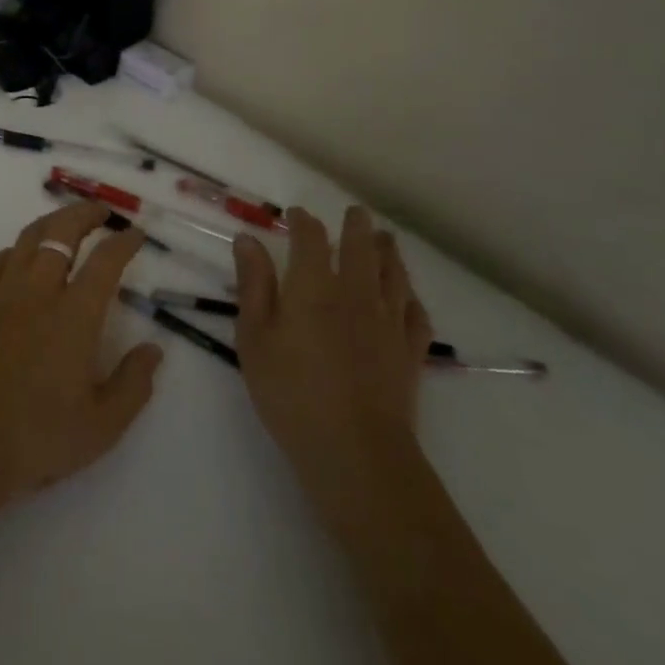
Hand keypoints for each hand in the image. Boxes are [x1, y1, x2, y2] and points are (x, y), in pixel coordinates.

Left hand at [0, 201, 164, 519]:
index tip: (137, 234)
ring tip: (67, 222)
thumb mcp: (102, 427)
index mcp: (73, 317)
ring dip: (51, 222)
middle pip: (60, 233)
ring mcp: (2, 296)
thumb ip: (134, 384)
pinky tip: (20, 257)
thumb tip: (154, 350)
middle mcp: (37, 293)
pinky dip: (14, 249)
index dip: (124, 242)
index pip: (104, 262)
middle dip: (85, 214)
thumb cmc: (37, 439)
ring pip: (27, 239)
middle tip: (103, 211)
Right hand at [233, 205, 432, 491]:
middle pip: (361, 247)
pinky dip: (411, 297)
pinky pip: (416, 313)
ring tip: (384, 238)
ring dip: (388, 251)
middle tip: (354, 213)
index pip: (311, 238)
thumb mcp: (254, 338)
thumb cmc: (291, 393)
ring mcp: (388, 322)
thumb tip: (248, 239)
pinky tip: (407, 296)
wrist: (356, 451)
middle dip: (356, 226)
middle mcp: (356, 293)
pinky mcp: (410, 352)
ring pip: (394, 274)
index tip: (296, 215)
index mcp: (314, 286)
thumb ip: (253, 285)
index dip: (303, 222)